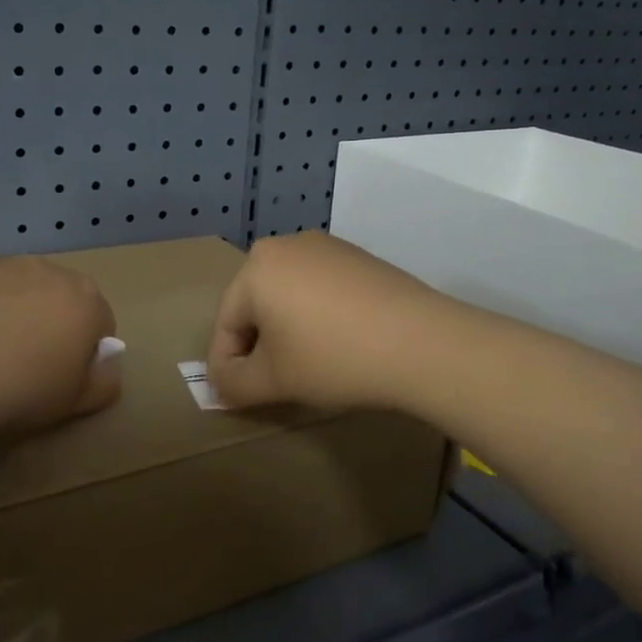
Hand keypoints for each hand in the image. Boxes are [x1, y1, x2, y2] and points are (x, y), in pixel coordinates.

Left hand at [0, 245, 120, 438]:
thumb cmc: (19, 393)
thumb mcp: (76, 403)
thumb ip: (104, 380)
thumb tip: (106, 362)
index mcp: (85, 300)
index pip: (99, 321)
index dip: (82, 351)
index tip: (59, 376)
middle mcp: (47, 269)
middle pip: (54, 294)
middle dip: (43, 320)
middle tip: (18, 363)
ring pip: (9, 280)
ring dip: (3, 303)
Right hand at [207, 233, 443, 411]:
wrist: (422, 343)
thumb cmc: (333, 358)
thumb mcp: (273, 381)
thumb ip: (233, 384)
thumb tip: (220, 383)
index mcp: (256, 267)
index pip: (226, 323)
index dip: (226, 365)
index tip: (237, 396)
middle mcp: (287, 245)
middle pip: (257, 305)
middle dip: (259, 345)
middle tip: (273, 382)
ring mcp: (328, 247)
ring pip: (290, 296)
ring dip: (289, 331)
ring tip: (308, 366)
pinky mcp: (360, 258)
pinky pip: (322, 290)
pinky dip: (319, 317)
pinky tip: (339, 344)